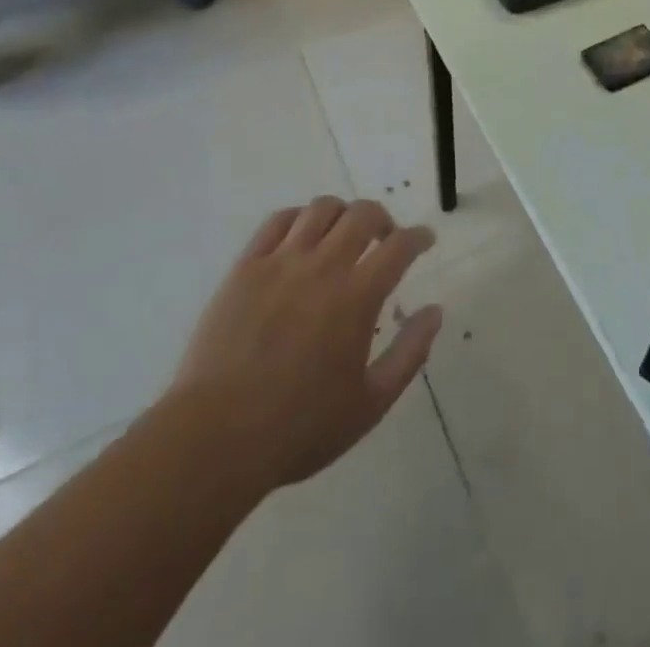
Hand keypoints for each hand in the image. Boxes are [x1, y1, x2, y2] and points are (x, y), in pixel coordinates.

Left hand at [168, 197, 442, 497]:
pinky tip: (302, 236)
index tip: (425, 240)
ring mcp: (280, 263)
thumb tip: (435, 311)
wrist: (214, 439)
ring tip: (342, 234)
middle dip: (383, 219)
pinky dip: (298, 218)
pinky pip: (277, 222)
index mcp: (357, 297)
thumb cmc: (298, 428)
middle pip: (363, 214)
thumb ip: (409, 354)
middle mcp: (323, 267)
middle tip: (385, 239)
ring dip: (342, 214)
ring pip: (320, 209)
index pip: (400, 246)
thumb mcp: (369, 404)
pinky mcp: (245, 268)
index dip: (419, 237)